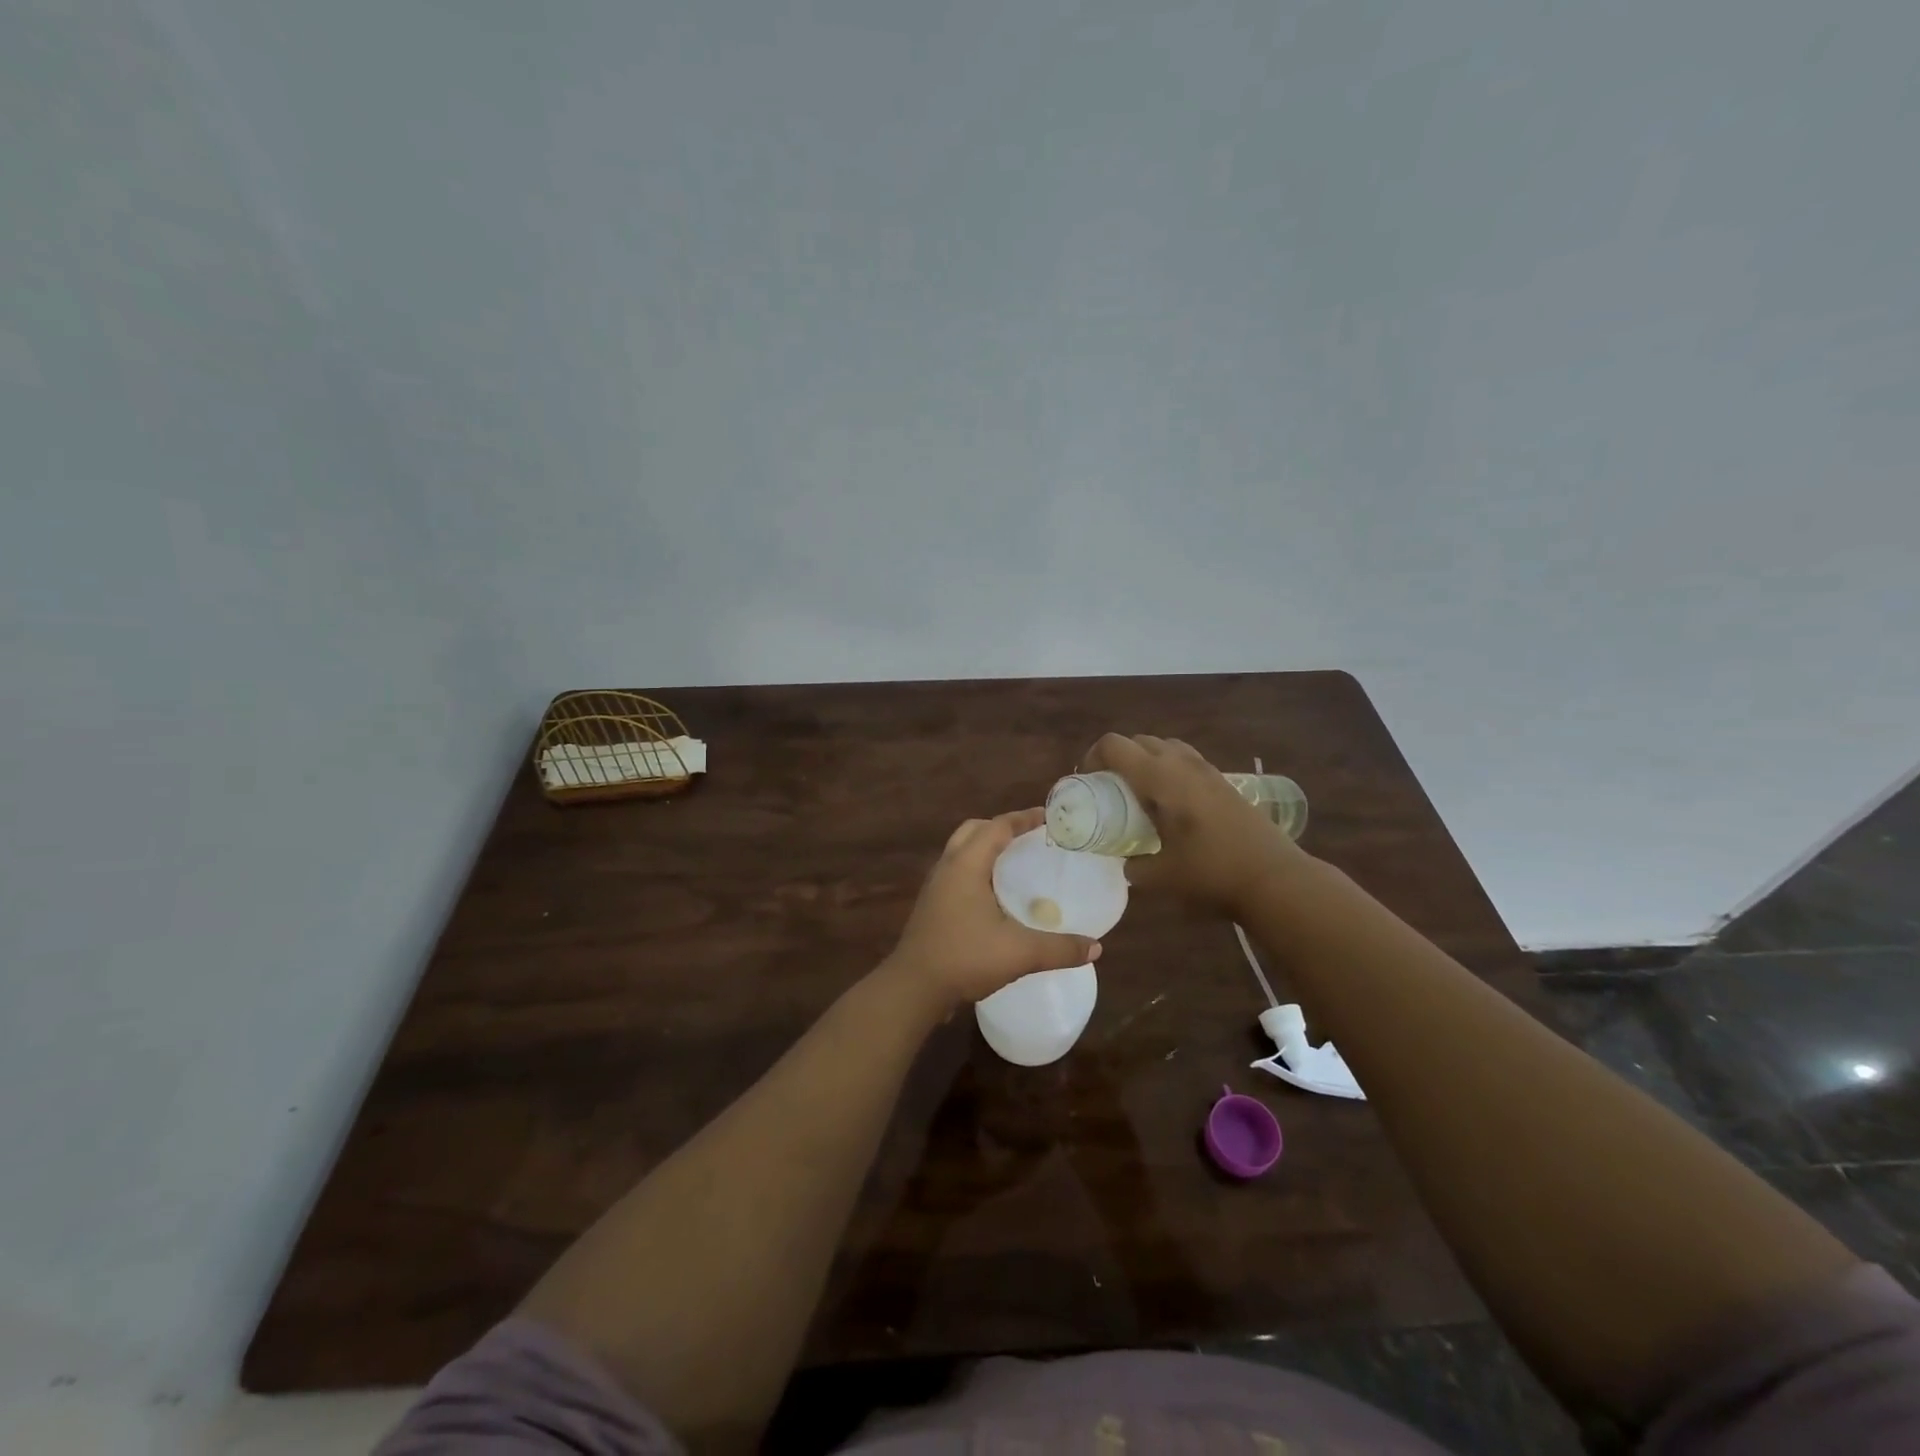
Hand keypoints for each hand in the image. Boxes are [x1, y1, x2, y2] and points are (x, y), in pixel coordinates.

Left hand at [883, 809, 1101, 1013]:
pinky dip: (976, 870)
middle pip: (974, 830)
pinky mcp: (931, 906)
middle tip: (1030, 838)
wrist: (913, 988)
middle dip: (1001, 828)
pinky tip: (994, 896)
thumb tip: (1095, 946)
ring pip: (961, 851)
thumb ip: (1059, 948)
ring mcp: (935, 887)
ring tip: (1015, 863)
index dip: (1023, 818)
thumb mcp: (1019, 953)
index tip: (1048, 817)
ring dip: (985, 849)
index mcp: (966, 864)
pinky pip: (956, 873)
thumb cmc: (964, 958)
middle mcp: (947, 867)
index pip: (997, 827)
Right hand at [1084, 733, 1304, 912]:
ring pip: (1165, 747)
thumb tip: (1126, 862)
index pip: (1114, 745)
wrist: (1274, 878)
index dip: (1092, 757)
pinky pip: (1185, 761)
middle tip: (1110, 790)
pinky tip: (1172, 805)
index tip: (1088, 783)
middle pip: (1139, 741)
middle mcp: (1181, 764)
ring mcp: (1207, 770)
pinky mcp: (1224, 782)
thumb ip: (1134, 866)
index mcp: (1159, 778)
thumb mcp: (1160, 877)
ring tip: (1140, 795)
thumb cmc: (1211, 873)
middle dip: (1118, 758)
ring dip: (1145, 761)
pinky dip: (1169, 771)